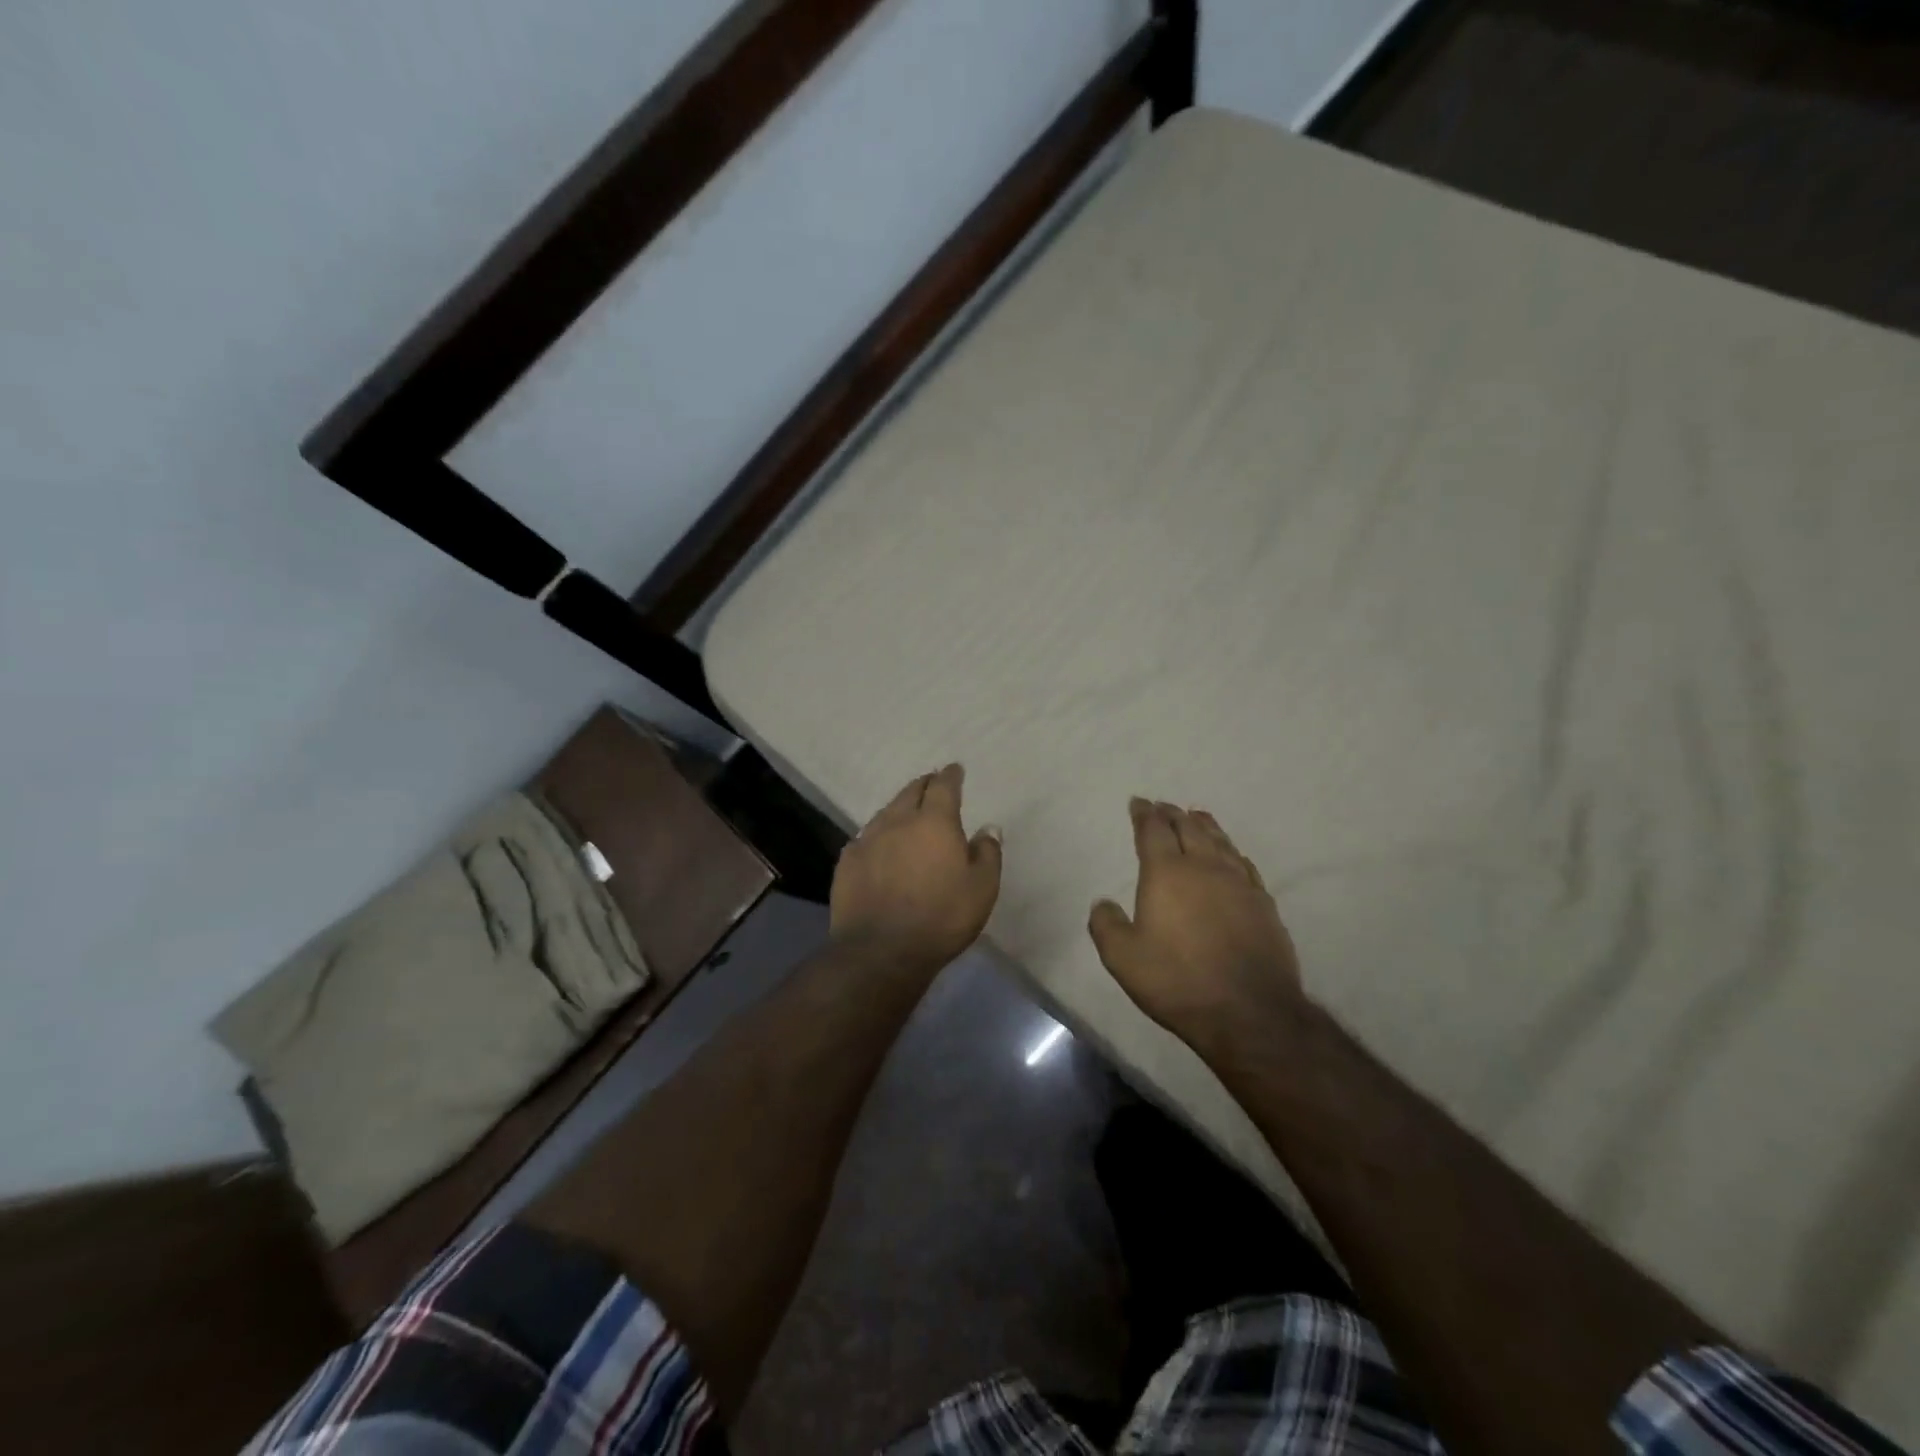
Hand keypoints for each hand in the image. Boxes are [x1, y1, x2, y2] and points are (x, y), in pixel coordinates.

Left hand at [830, 764, 1002, 969]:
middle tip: (931, 784)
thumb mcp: (982, 889)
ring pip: (885, 812)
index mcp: (934, 822)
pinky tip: (878, 845)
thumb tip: (989, 828)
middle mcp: (898, 821)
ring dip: (899, 808)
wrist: (881, 950)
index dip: (950, 776)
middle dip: (923, 784)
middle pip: (910, 791)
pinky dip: (877, 835)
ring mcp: (867, 840)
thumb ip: (988, 854)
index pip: (943, 786)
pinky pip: (865, 838)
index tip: (955, 769)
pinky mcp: (847, 862)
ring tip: (906, 812)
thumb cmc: (941, 918)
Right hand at [1089, 799, 1305, 1057]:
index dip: (1144, 814)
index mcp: (1167, 873)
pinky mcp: (1263, 903)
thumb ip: (1106, 926)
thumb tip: (1103, 903)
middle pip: (1188, 827)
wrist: (1249, 1011)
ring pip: (1220, 841)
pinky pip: (1244, 864)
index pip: (1153, 830)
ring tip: (1196, 816)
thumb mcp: (1123, 958)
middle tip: (1163, 807)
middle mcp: (1205, 867)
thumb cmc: (1178, 980)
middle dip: (1172, 814)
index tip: (1138, 803)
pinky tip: (1231, 855)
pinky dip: (1231, 851)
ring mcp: (1239, 883)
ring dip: (1204, 825)